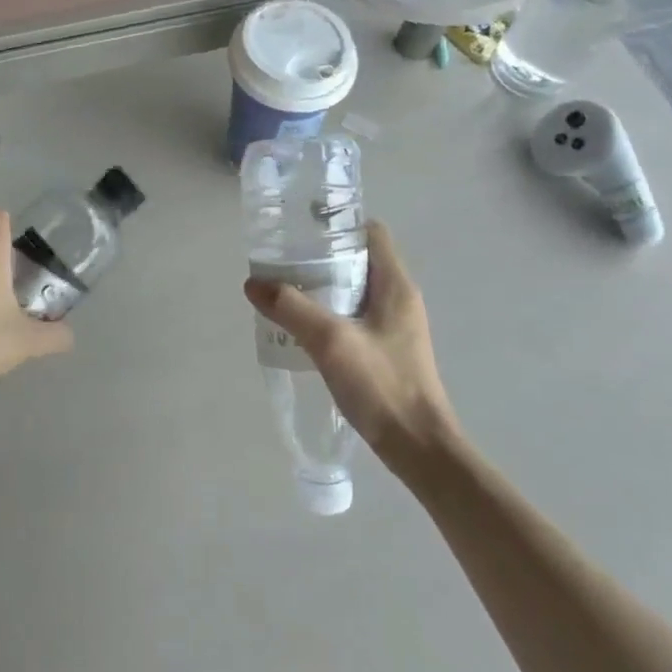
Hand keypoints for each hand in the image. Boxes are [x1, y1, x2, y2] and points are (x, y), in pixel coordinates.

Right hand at [243, 221, 461, 478]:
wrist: (418, 446)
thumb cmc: (382, 385)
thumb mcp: (330, 342)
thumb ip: (291, 308)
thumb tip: (253, 283)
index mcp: (395, 285)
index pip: (371, 233)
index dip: (337, 224)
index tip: (301, 229)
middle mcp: (399, 298)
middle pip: (358, 261)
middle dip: (320, 257)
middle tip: (282, 261)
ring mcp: (395, 326)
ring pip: (354, 291)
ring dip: (322, 288)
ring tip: (284, 291)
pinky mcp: (387, 350)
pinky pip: (354, 318)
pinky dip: (329, 315)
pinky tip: (303, 329)